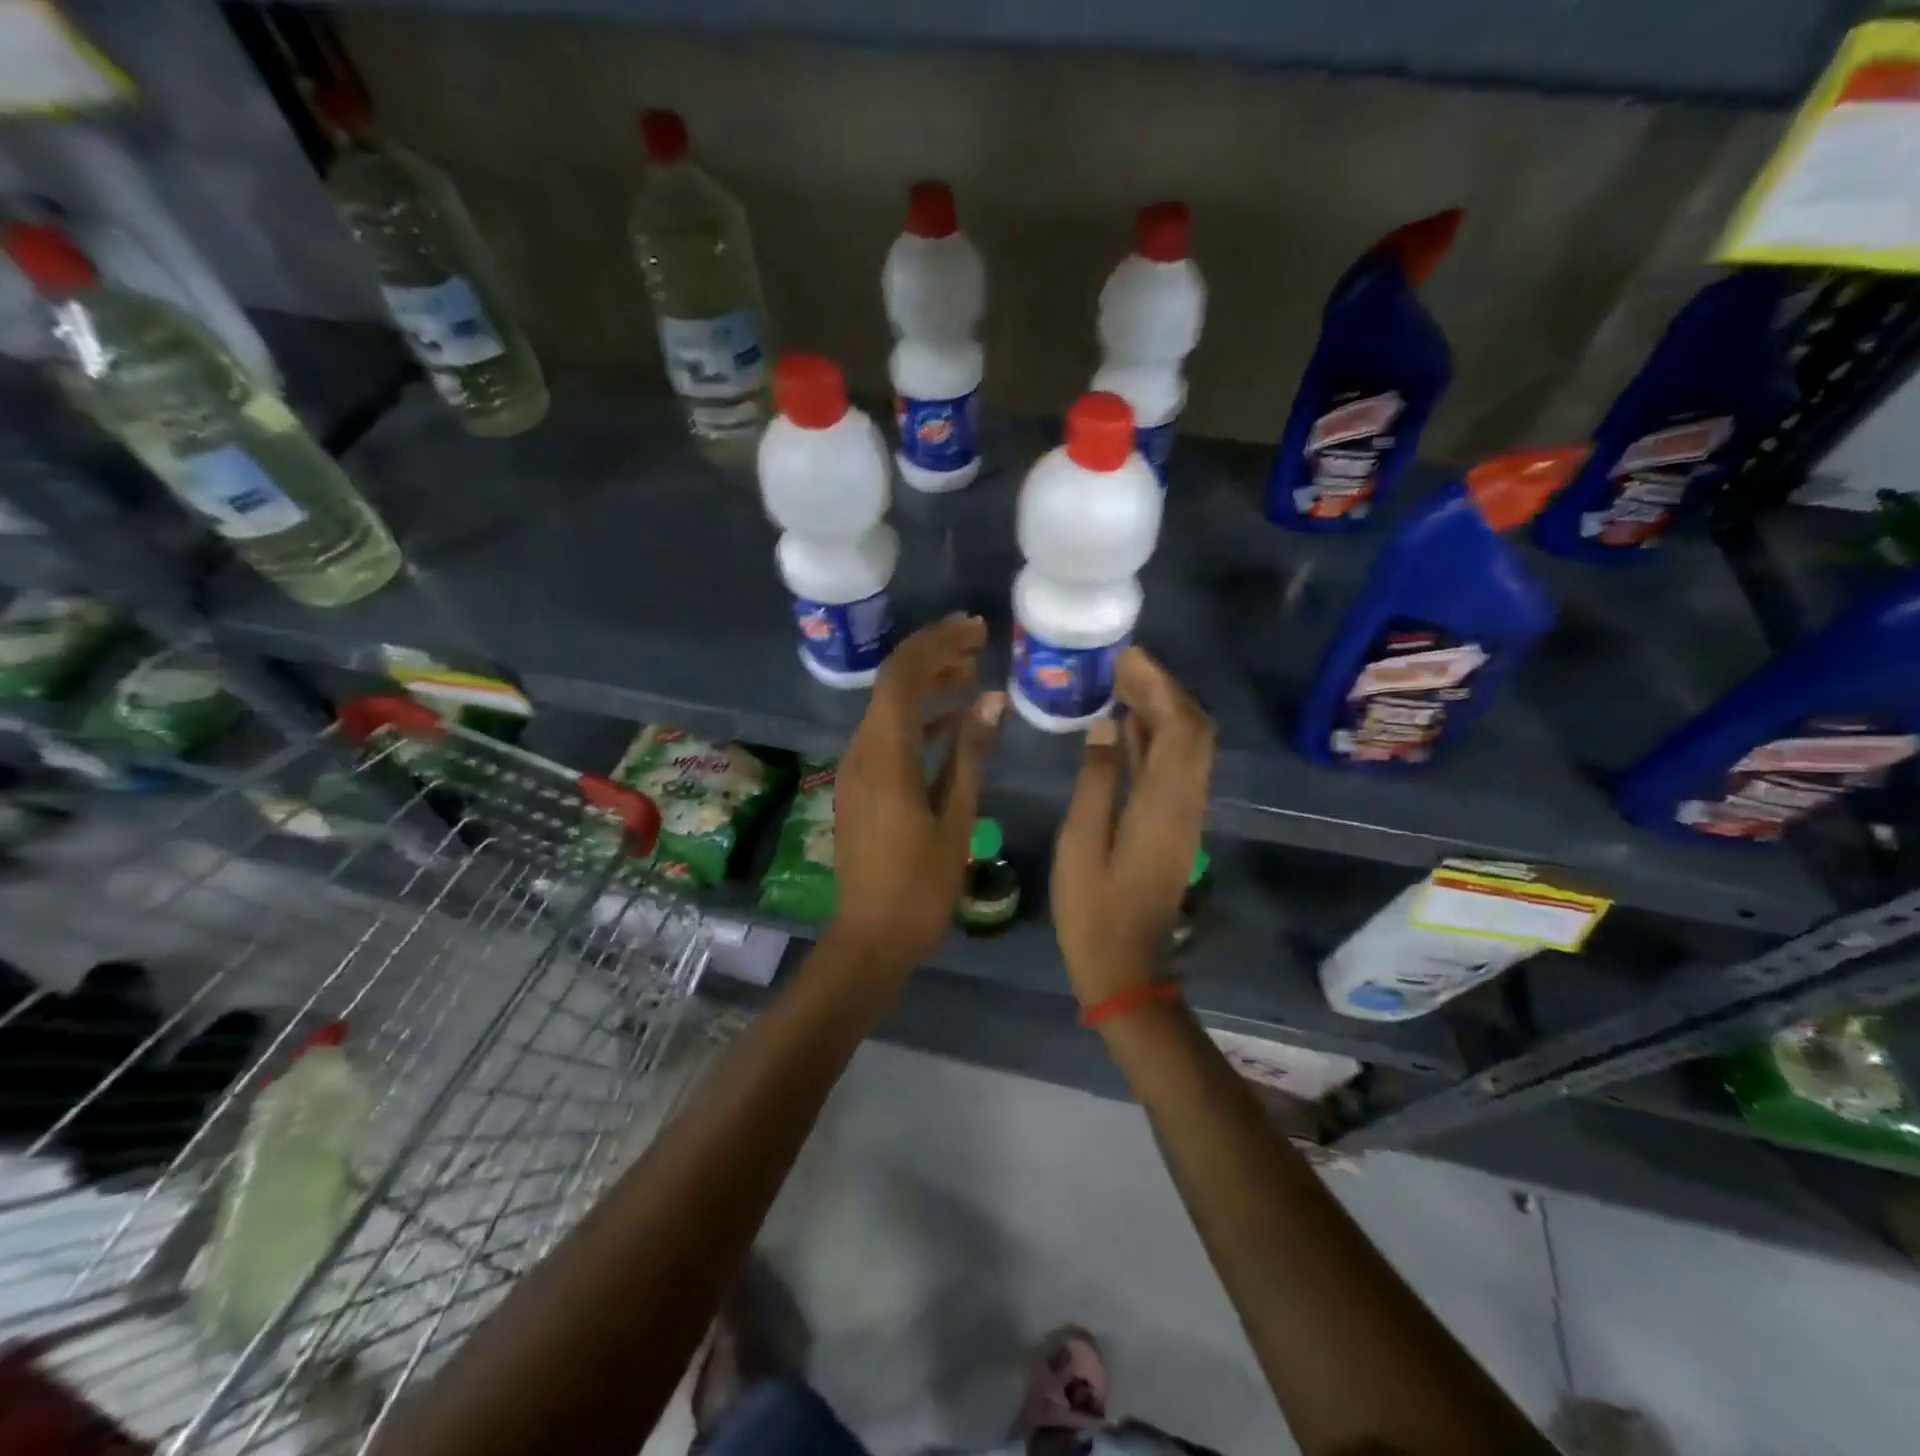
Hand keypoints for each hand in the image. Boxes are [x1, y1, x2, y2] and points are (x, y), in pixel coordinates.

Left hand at [828, 614, 1004, 976]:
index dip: (936, 644)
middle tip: (977, 641)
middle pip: (892, 684)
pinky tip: (952, 718)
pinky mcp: (860, 785)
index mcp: (885, 757)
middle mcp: (862, 752)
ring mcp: (856, 769)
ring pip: (889, 708)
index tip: (975, 629)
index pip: (902, 677)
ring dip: (927, 685)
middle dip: (933, 656)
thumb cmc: (922, 885)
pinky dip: (918, 719)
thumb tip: (990, 700)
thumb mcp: (957, 817)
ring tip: (971, 671)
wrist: (872, 936)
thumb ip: (971, 754)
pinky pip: (887, 736)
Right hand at [1051, 647, 1214, 1007]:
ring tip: (1122, 683)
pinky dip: (1157, 738)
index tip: (1126, 658)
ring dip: (1163, 710)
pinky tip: (1126, 727)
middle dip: (1164, 689)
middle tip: (1121, 665)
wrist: (1127, 967)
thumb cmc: (1092, 911)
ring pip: (1190, 747)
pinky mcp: (1177, 825)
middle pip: (1193, 731)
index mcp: (1162, 805)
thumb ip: (1094, 780)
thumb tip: (1103, 725)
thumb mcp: (1080, 844)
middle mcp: (1185, 803)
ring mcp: (1185, 815)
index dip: (1158, 686)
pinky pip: (1177, 767)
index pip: (1179, 728)